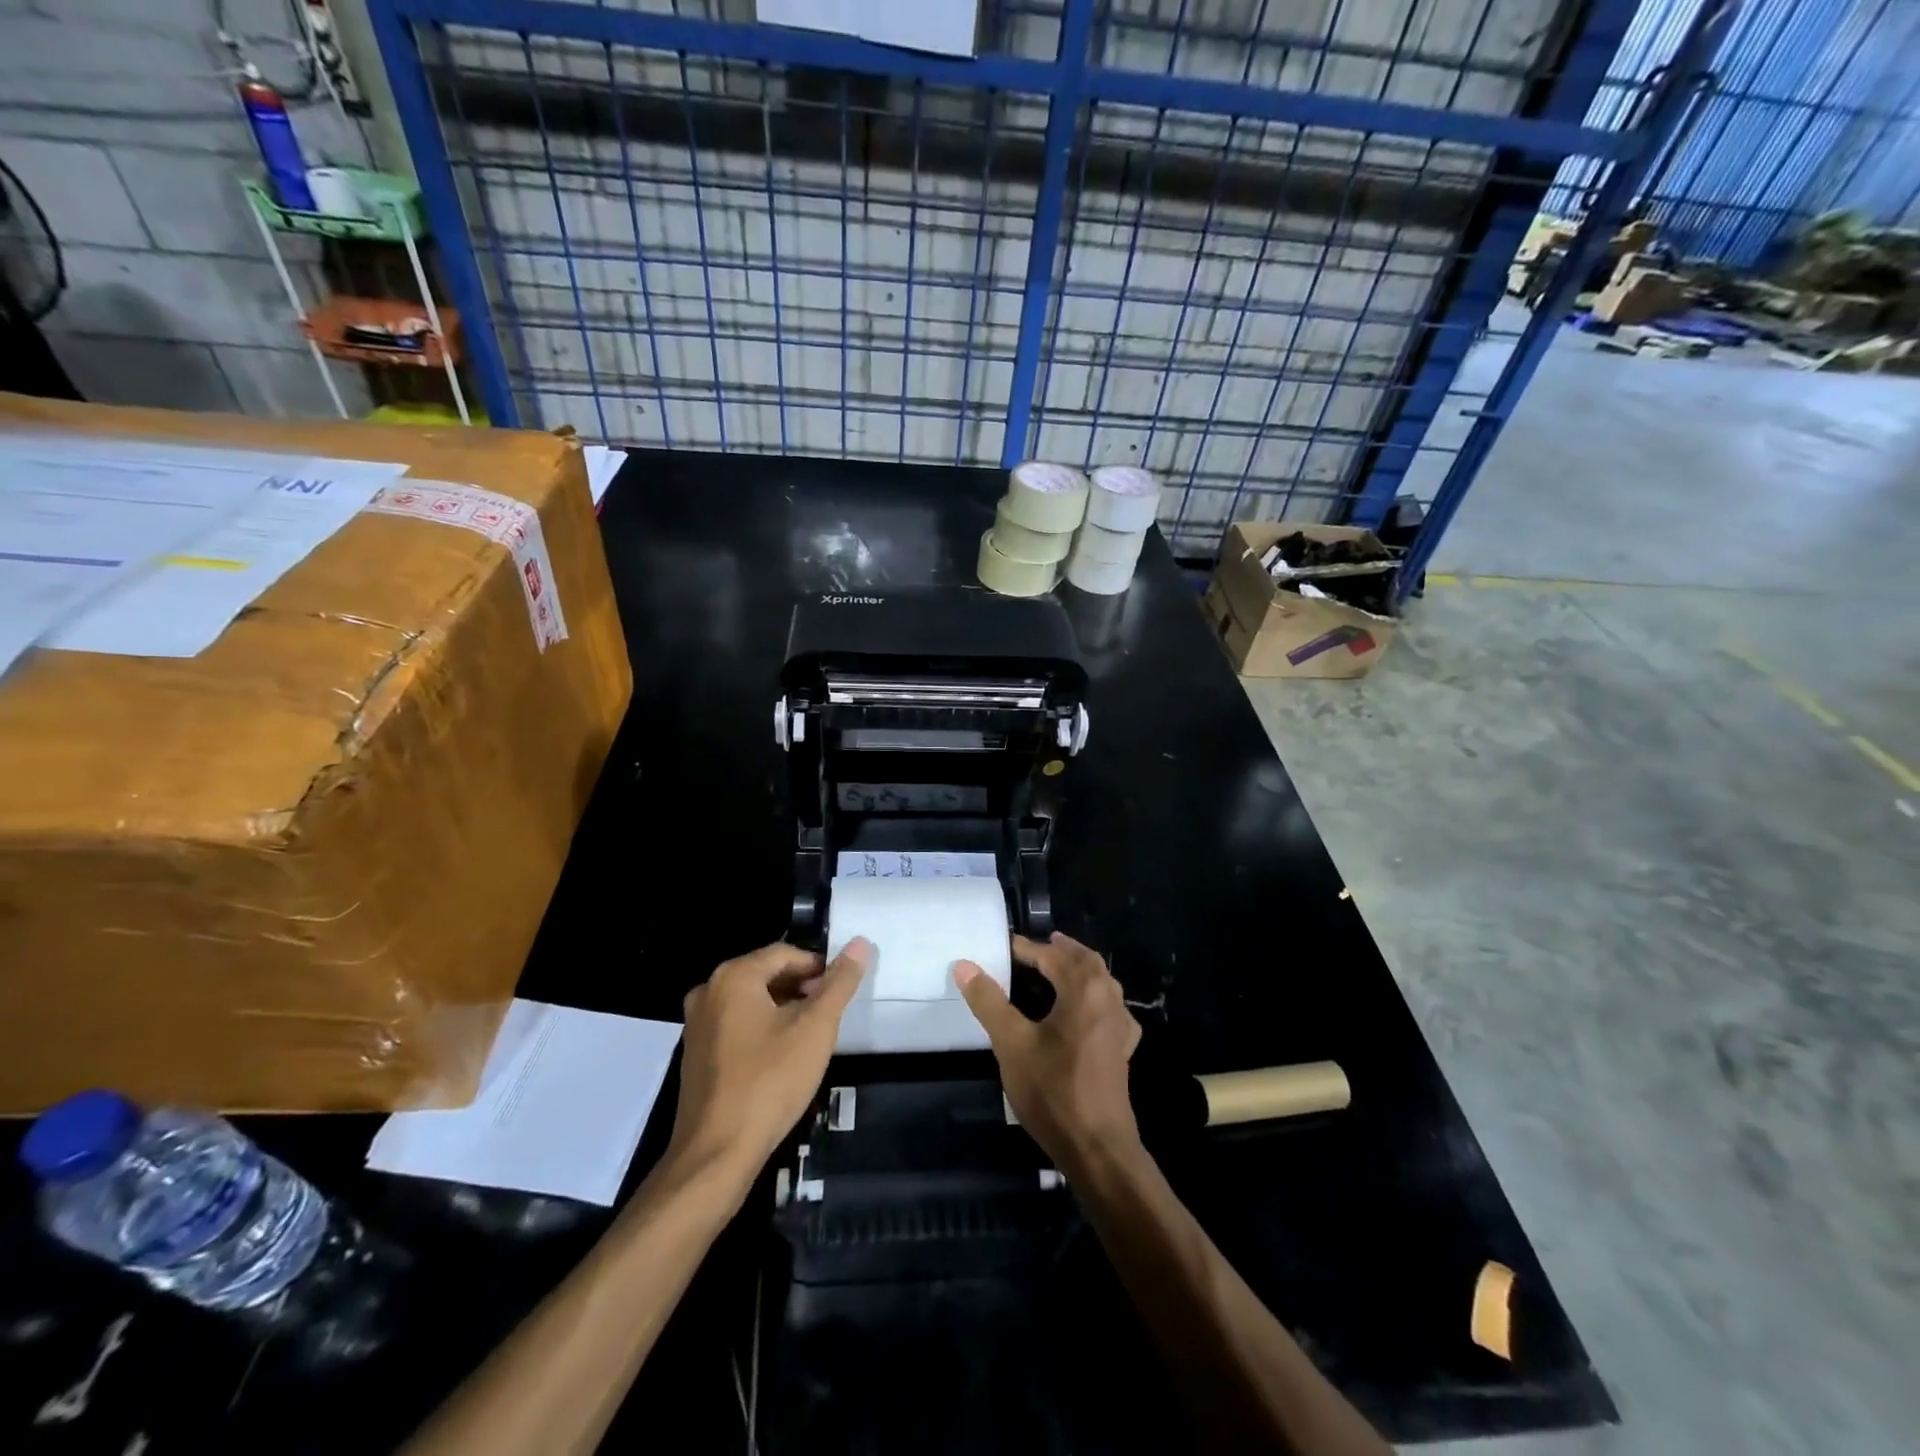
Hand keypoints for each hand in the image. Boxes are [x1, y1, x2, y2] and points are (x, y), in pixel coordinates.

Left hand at [667, 939, 870, 1190]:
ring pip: (750, 1001)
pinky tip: (781, 1057)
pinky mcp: (696, 1055)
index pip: (785, 953)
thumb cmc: (770, 1081)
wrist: (717, 1154)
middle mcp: (708, 991)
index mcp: (733, 976)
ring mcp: (697, 1025)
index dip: (817, 967)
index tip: (840, 991)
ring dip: (783, 1009)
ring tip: (810, 1036)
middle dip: (801, 988)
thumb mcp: (816, 1028)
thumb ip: (839, 983)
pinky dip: (761, 1029)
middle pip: (765, 974)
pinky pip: (735, 1025)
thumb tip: (861, 943)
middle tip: (829, 1014)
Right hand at [954, 932, 1141, 1173]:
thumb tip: (964, 965)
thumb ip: (989, 1001)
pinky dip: (1095, 996)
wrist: (1097, 1147)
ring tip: (1057, 968)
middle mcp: (1108, 999)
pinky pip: (1110, 1007)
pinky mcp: (1122, 1049)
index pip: (1053, 956)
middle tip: (1037, 946)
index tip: (1005, 945)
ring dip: (1080, 969)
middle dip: (1061, 950)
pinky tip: (1086, 1010)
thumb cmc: (1052, 1090)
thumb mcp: (1011, 1043)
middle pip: (1086, 961)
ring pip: (1102, 982)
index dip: (1027, 948)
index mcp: (1083, 990)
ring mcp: (1120, 1025)